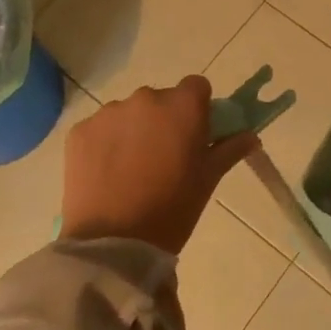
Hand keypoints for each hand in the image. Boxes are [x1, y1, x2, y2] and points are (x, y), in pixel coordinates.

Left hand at [60, 76, 258, 254]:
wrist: (113, 243)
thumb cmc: (172, 210)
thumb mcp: (208, 180)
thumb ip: (229, 149)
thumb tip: (250, 136)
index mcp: (182, 106)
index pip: (196, 87)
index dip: (197, 108)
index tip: (194, 135)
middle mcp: (146, 98)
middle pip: (161, 99)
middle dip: (164, 120)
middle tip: (163, 158)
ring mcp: (109, 112)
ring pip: (128, 113)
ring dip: (133, 130)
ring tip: (131, 170)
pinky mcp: (80, 131)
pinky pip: (100, 129)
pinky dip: (105, 144)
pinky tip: (106, 174)